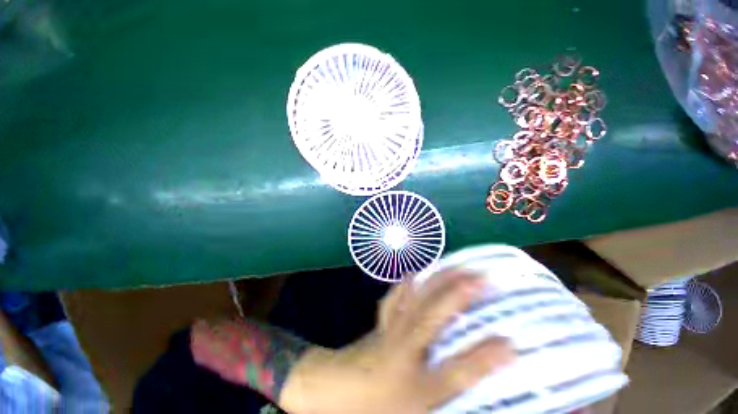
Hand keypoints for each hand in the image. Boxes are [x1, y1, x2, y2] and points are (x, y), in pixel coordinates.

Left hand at [280, 272, 515, 413]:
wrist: (333, 389)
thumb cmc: (375, 405)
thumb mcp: (415, 409)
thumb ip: (444, 390)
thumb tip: (473, 377)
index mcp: (413, 377)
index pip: (457, 367)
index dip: (485, 357)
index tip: (513, 343)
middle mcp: (404, 343)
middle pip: (434, 312)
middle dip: (460, 293)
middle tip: (483, 277)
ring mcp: (391, 325)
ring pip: (415, 296)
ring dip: (436, 280)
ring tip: (453, 265)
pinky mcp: (383, 319)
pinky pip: (396, 295)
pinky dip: (408, 283)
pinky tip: (415, 274)